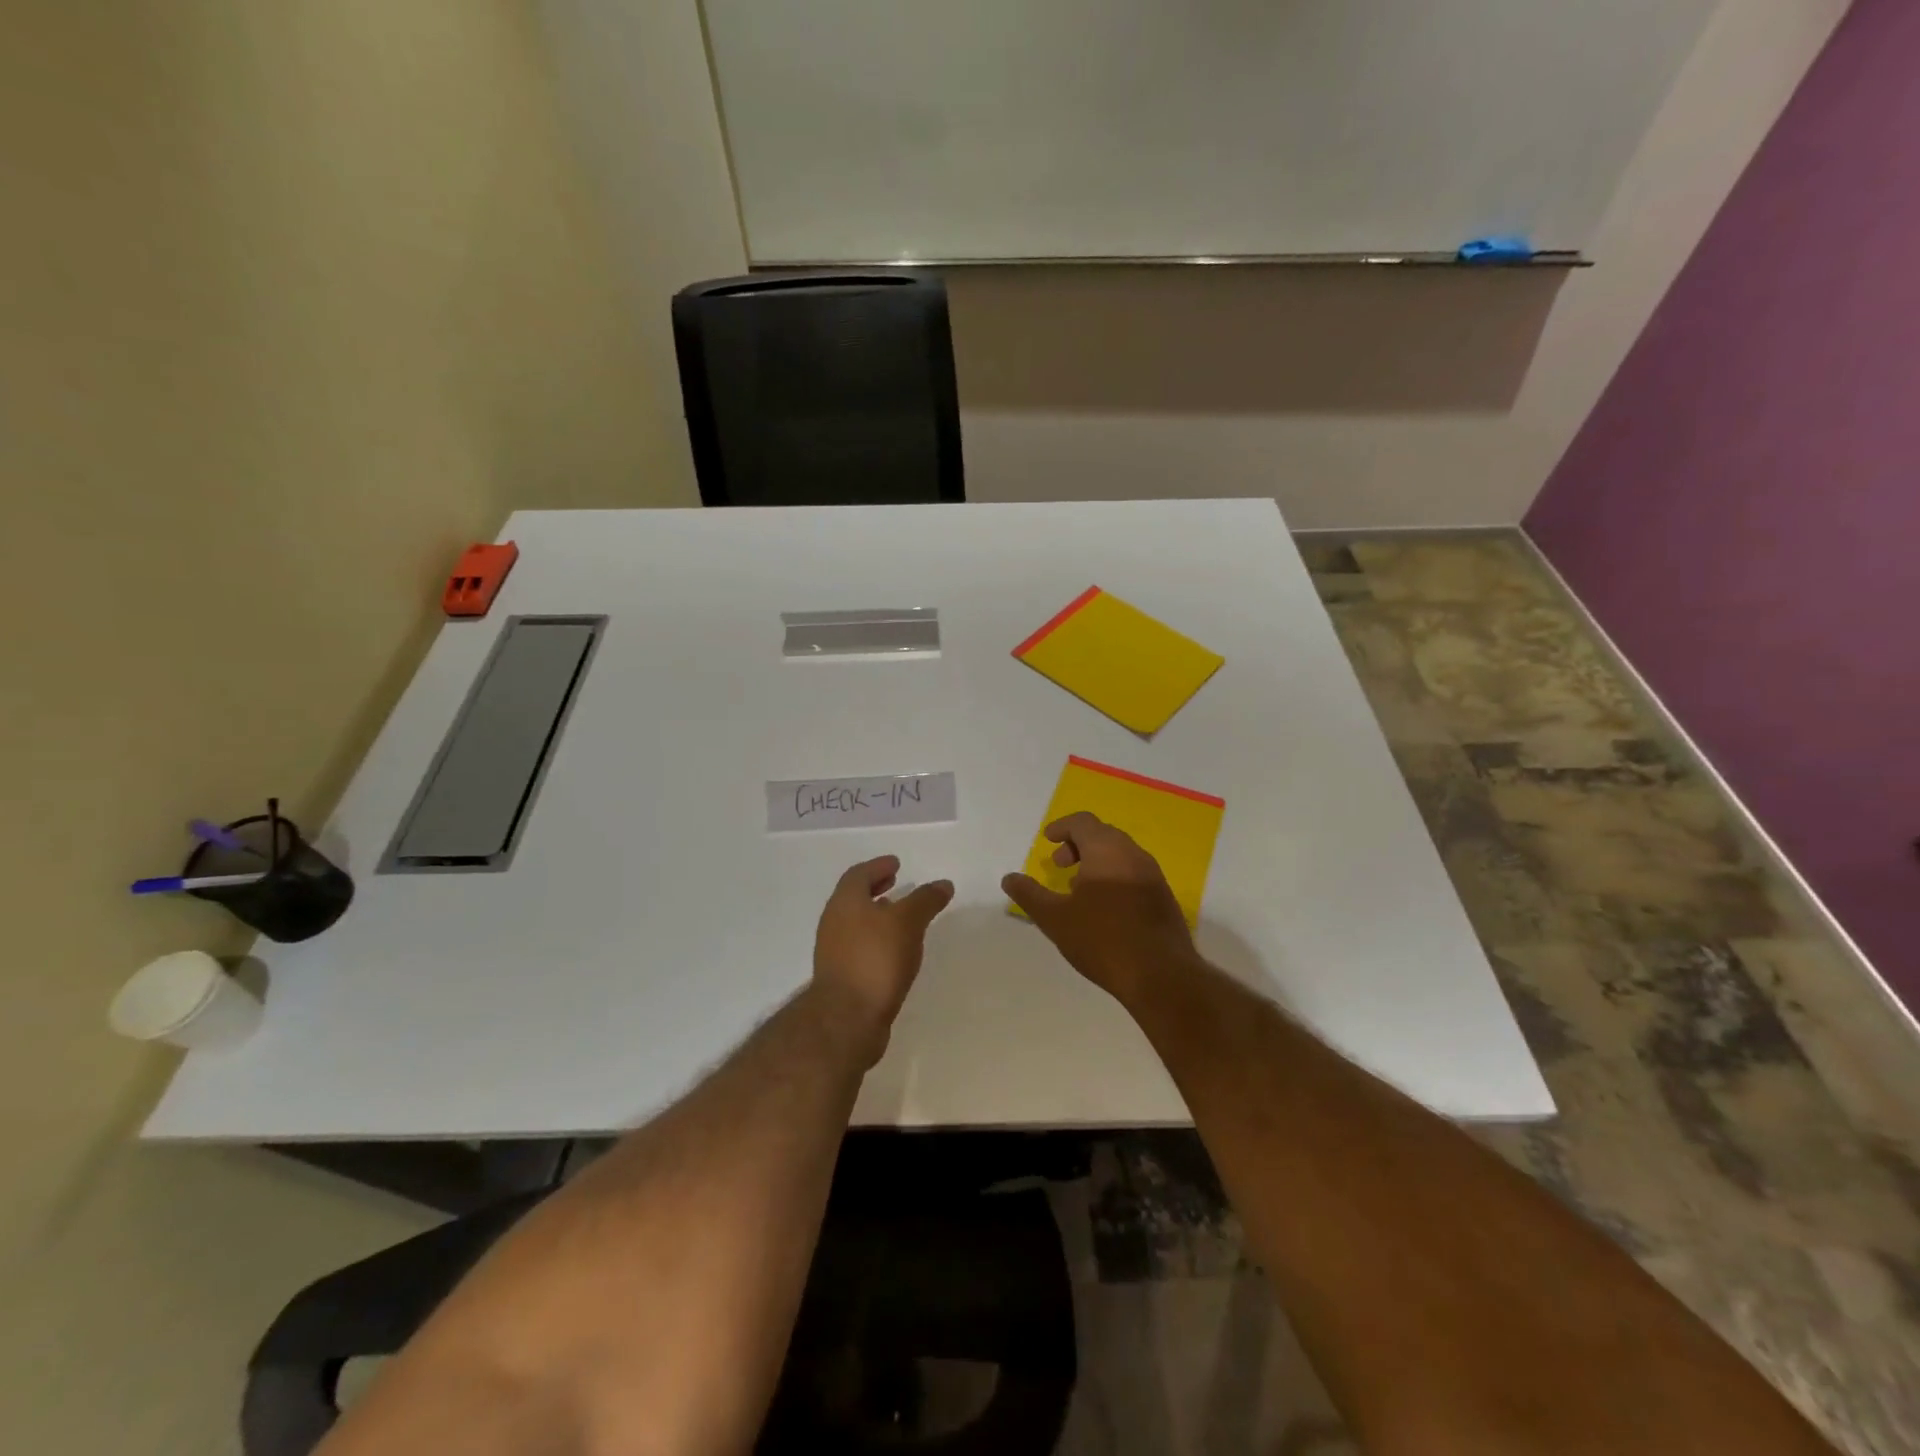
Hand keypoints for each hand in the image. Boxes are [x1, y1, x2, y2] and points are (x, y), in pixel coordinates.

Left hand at [812, 855, 954, 1063]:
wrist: (847, 1019)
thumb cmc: (875, 959)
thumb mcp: (908, 922)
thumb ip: (925, 900)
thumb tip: (943, 884)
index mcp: (845, 902)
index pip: (859, 874)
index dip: (878, 866)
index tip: (896, 863)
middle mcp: (834, 922)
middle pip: (854, 898)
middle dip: (875, 888)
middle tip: (896, 883)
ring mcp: (835, 952)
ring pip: (857, 924)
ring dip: (877, 916)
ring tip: (901, 917)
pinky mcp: (842, 977)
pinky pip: (860, 947)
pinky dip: (877, 940)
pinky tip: (896, 951)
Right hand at [1002, 812, 1196, 1006]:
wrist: (1161, 975)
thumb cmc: (1102, 939)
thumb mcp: (1055, 918)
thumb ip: (1030, 894)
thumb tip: (1009, 878)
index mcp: (1107, 850)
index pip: (1083, 822)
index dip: (1062, 827)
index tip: (1048, 841)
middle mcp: (1133, 854)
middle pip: (1103, 834)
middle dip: (1078, 845)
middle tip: (1060, 866)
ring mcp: (1153, 875)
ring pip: (1120, 854)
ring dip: (1096, 862)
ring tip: (1078, 889)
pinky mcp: (1164, 898)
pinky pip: (1134, 873)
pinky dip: (1114, 876)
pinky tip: (1104, 908)